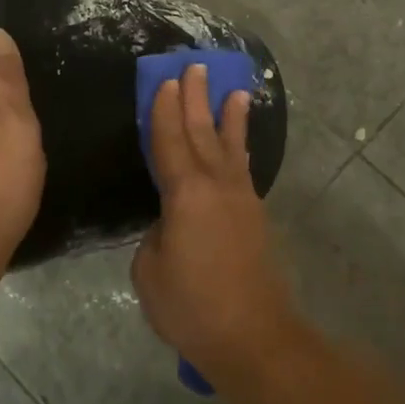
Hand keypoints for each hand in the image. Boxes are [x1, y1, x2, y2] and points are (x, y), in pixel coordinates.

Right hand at [130, 63, 300, 391]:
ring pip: (229, 147)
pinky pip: (242, 169)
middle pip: (202, 133)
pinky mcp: (253, 217)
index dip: (165, 111)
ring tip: (234, 90)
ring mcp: (240, 200)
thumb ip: (156, 237)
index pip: (170, 142)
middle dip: (197, 99)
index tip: (167, 81)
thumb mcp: (151, 271)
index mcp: (185, 194)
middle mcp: (216, 186)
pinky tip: (239, 144)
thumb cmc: (192, 306)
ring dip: (228, 117)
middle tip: (196, 67)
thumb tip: (170, 226)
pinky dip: (239, 148)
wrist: (252, 336)